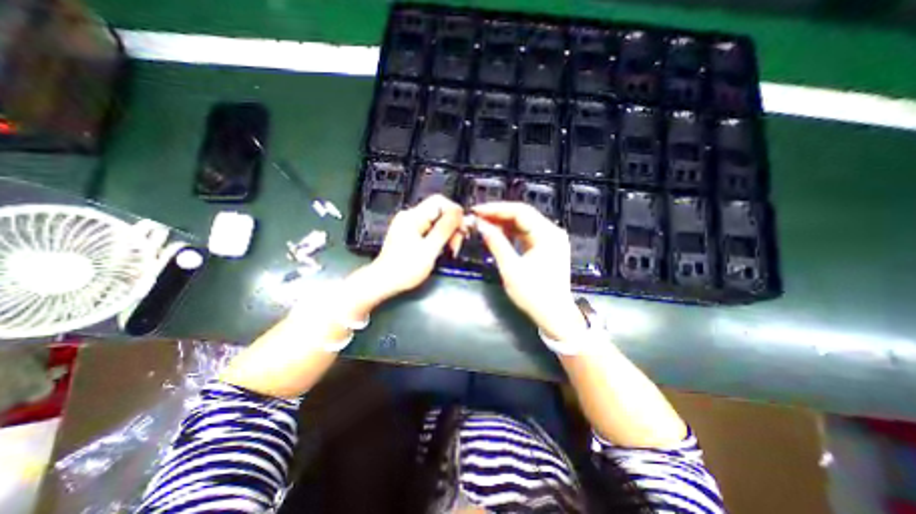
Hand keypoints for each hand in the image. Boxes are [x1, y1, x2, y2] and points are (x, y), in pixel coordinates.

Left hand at [359, 196, 464, 302]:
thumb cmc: (405, 268)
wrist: (383, 282)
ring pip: (436, 222)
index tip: (463, 229)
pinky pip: (430, 230)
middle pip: (439, 212)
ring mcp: (409, 225)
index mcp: (413, 216)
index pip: (439, 201)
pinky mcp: (410, 234)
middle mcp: (410, 216)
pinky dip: (439, 238)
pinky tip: (441, 250)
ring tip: (451, 251)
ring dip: (447, 235)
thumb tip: (458, 212)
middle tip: (456, 245)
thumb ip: (444, 229)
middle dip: (452, 227)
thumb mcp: (429, 249)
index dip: (455, 212)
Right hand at [472, 203, 586, 342]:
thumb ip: (496, 243)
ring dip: (503, 222)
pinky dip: (511, 232)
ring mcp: (550, 239)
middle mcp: (552, 232)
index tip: (477, 211)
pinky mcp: (546, 247)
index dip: (497, 209)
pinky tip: (497, 233)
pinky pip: (526, 233)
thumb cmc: (534, 295)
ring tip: (483, 223)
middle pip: (523, 214)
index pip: (520, 212)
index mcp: (548, 235)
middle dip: (498, 214)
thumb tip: (481, 225)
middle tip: (477, 216)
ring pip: (523, 223)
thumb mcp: (511, 269)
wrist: (554, 316)